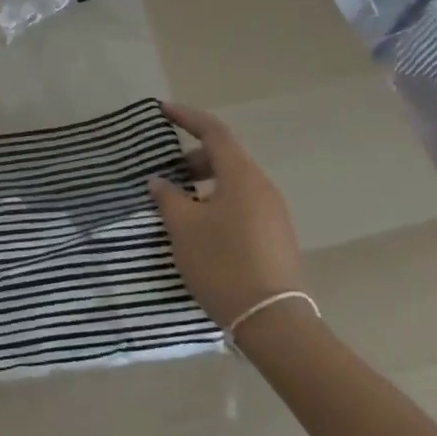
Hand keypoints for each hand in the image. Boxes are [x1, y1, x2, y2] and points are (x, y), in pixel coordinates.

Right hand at [147, 101, 305, 327]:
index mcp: (242, 176)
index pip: (213, 131)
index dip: (187, 117)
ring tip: (180, 204)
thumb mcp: (184, 228)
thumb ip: (168, 197)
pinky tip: (202, 229)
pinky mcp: (276, 237)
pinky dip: (219, 202)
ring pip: (235, 183)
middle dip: (193, 158)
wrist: (274, 323)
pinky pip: (243, 205)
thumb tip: (160, 182)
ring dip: (205, 183)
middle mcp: (262, 187)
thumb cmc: (223, 264)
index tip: (162, 111)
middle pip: (226, 157)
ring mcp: (274, 214)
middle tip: (166, 172)